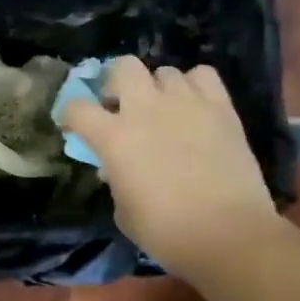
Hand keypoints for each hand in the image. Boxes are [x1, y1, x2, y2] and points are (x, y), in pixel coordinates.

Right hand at [59, 57, 284, 279]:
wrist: (228, 234)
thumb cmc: (166, 231)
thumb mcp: (124, 210)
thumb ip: (115, 180)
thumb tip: (115, 167)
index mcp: (114, 137)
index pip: (77, 108)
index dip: (71, 116)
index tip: (75, 127)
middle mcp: (146, 108)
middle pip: (123, 67)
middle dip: (116, 82)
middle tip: (121, 104)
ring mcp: (186, 102)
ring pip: (164, 71)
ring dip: (157, 88)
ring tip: (164, 109)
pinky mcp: (221, 107)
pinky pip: (203, 75)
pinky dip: (194, 85)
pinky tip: (195, 106)